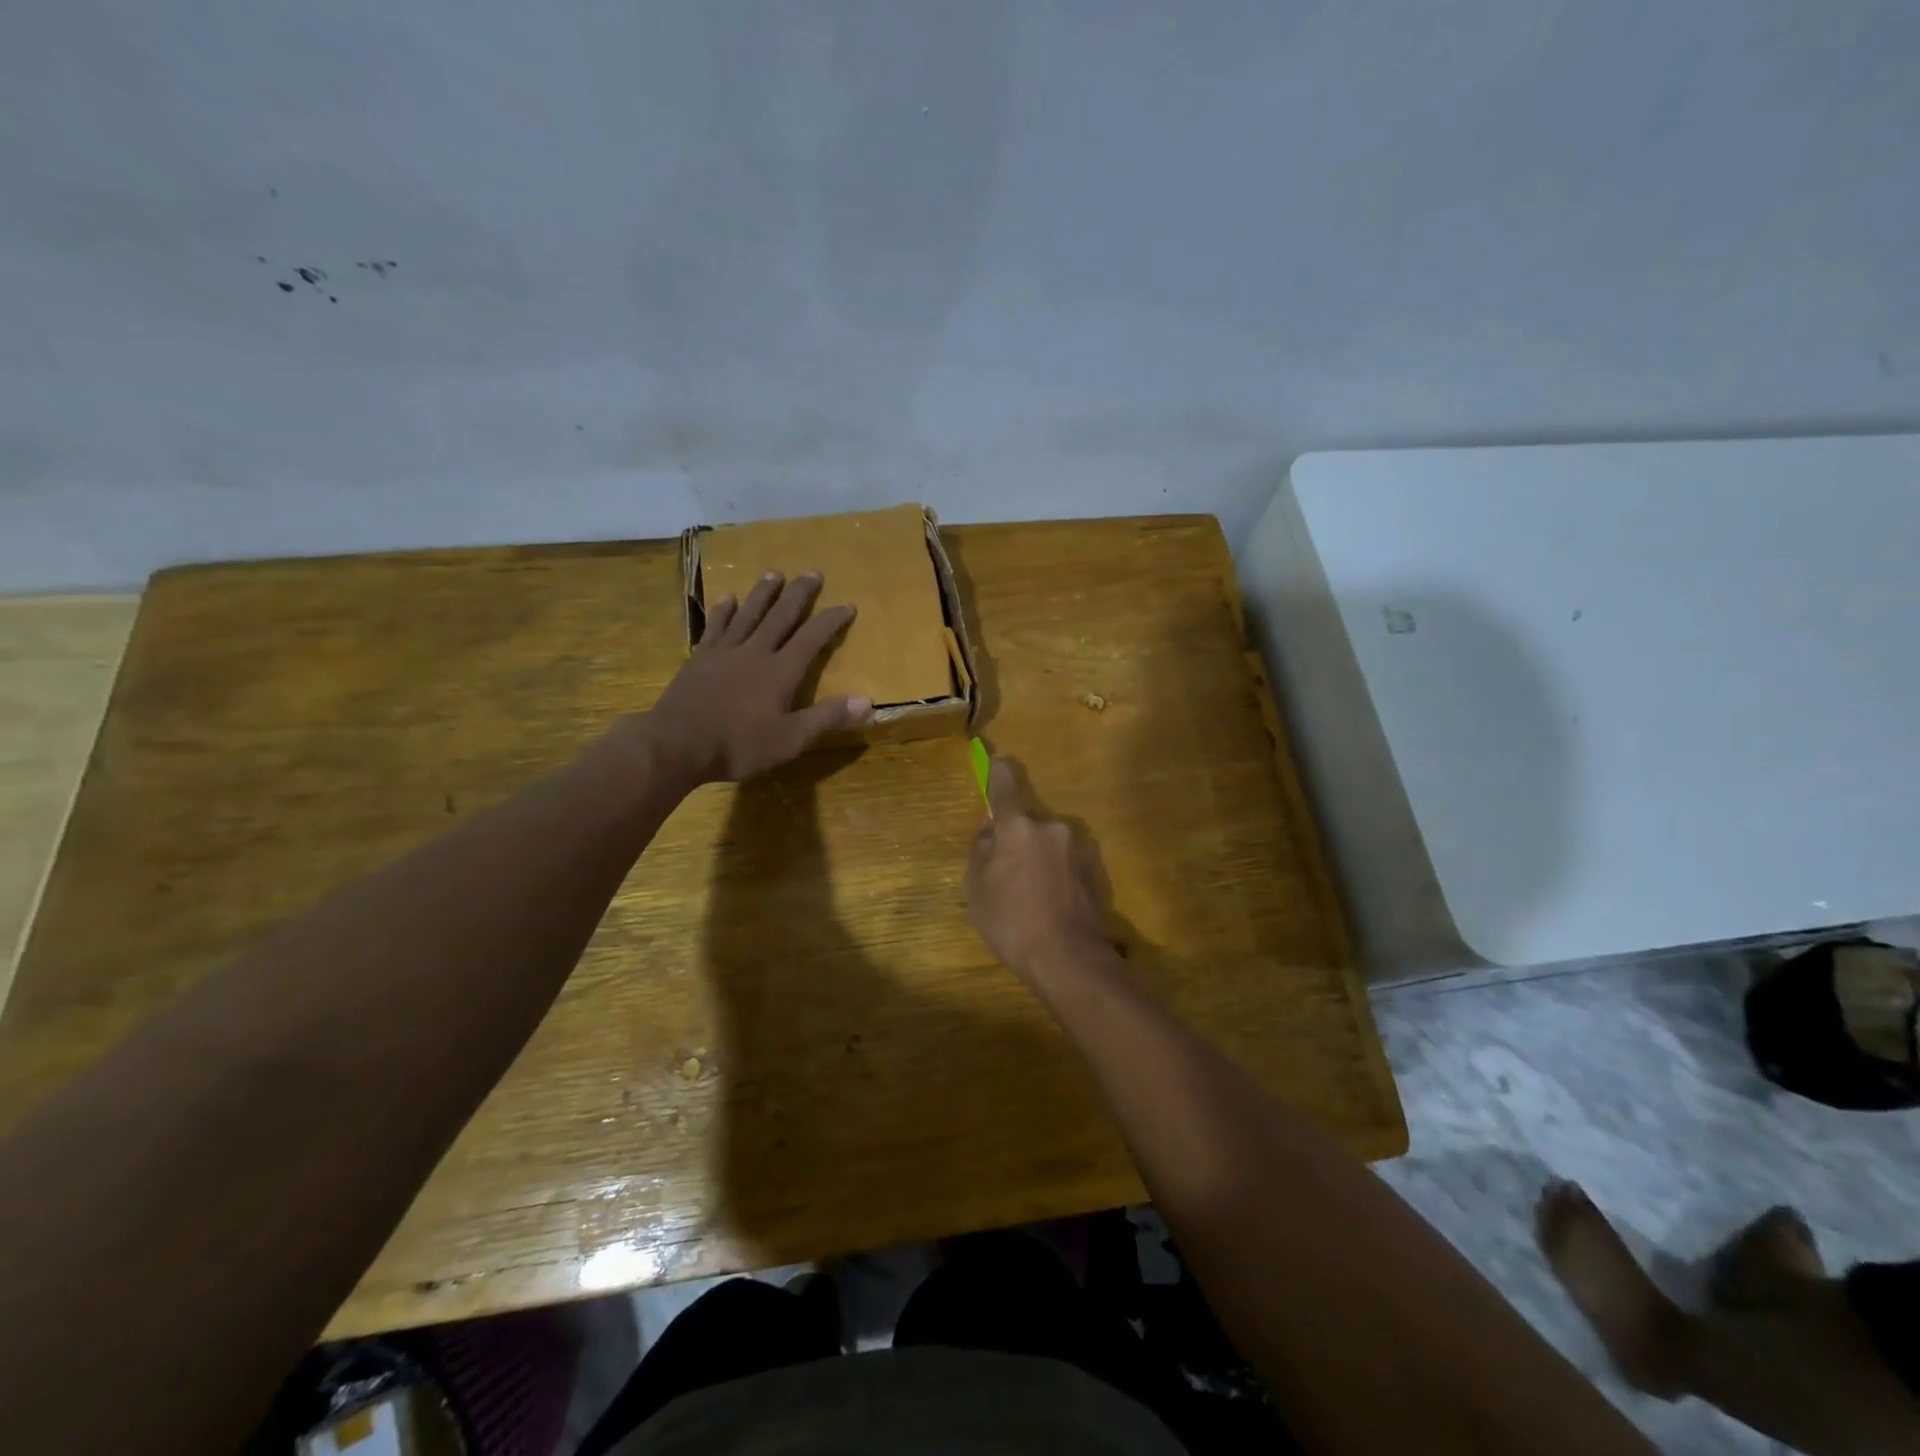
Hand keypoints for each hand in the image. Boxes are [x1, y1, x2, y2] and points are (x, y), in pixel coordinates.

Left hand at [640, 570, 871, 786]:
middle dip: (799, 594)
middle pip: (781, 616)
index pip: (812, 638)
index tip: (847, 605)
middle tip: (813, 572)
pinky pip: (715, 626)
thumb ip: (827, 718)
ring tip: (775, 573)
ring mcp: (724, 652)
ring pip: (749, 614)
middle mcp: (755, 652)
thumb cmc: (738, 746)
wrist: (676, 744)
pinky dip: (723, 611)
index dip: (831, 620)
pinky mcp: (699, 658)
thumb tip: (867, 700)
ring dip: (764, 593)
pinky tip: (728, 598)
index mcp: (781, 671)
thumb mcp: (791, 740)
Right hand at [965, 756, 1109, 980]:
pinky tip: (1048, 905)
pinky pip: (1063, 862)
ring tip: (1028, 898)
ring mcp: (1077, 848)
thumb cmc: (1011, 921)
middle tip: (1004, 875)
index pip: (1004, 787)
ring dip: (1036, 860)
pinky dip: (1054, 875)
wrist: (1068, 957)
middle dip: (1016, 841)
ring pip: (1046, 844)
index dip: (998, 772)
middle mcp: (1051, 827)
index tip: (997, 759)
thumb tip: (989, 830)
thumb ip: (980, 851)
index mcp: (1018, 827)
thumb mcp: (976, 889)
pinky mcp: (1093, 869)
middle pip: (1026, 824)